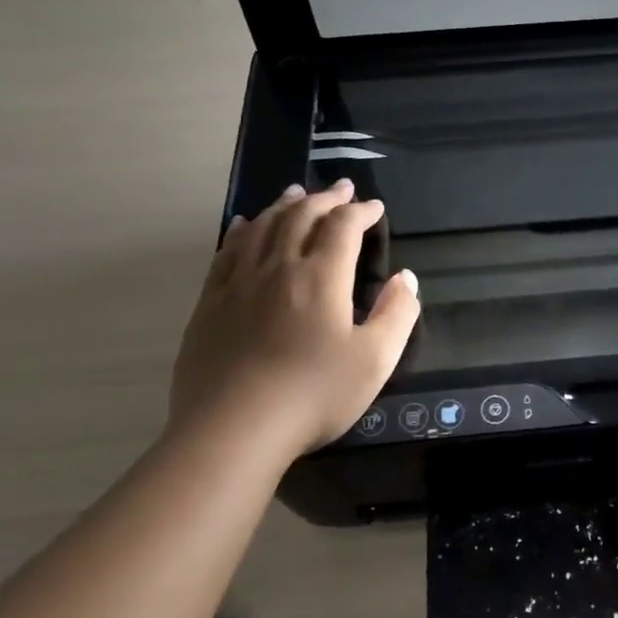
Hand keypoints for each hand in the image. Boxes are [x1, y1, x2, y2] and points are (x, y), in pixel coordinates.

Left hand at [168, 180, 420, 461]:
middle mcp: (278, 267)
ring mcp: (239, 283)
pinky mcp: (211, 303)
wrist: (234, 429)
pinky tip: (243, 224)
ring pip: (262, 227)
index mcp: (321, 277)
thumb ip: (398, 314)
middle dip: (325, 198)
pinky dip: (241, 230)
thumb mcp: (375, 360)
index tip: (375, 207)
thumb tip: (406, 278)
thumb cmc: (314, 394)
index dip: (361, 211)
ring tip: (296, 193)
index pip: (343, 227)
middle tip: (342, 189)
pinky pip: (226, 252)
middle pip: (301, 217)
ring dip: (284, 205)